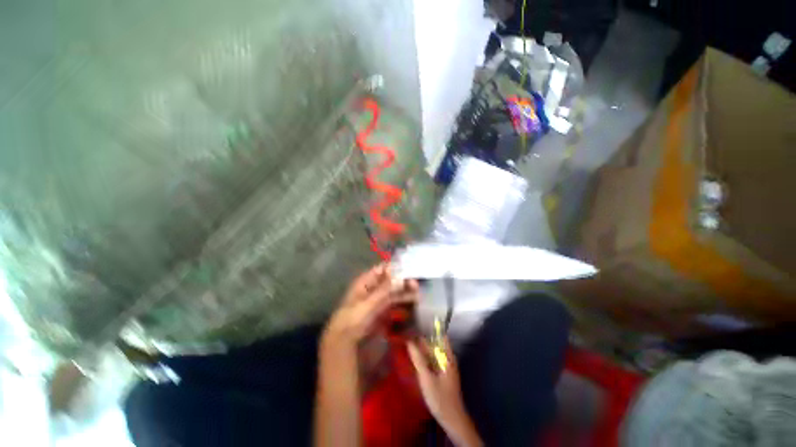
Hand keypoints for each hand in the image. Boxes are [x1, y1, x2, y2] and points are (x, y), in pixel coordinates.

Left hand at [322, 264, 417, 353]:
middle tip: (416, 285)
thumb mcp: (368, 303)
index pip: (383, 269)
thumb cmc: (353, 318)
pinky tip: (412, 301)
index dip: (396, 268)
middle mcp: (373, 287)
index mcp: (366, 281)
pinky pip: (393, 301)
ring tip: (418, 293)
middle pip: (390, 280)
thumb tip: (401, 277)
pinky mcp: (381, 308)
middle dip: (403, 281)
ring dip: (404, 291)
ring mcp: (377, 298)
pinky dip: (402, 300)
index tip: (410, 269)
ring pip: (393, 290)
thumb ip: (385, 290)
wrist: (345, 340)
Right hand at [408, 338, 482, 446]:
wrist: (452, 420)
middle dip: (423, 340)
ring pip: (434, 354)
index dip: (429, 330)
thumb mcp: (427, 378)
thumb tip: (409, 341)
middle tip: (408, 336)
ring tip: (409, 346)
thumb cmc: (440, 398)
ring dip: (423, 350)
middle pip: (435, 345)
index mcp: (447, 357)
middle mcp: (448, 359)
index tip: (416, 326)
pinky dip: (425, 359)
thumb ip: (418, 359)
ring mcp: (446, 368)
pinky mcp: (443, 376)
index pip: (440, 336)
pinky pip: (433, 362)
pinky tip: (416, 361)